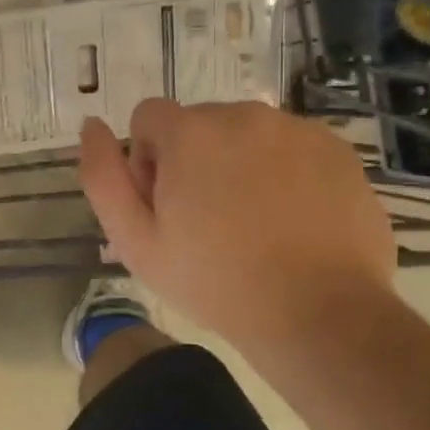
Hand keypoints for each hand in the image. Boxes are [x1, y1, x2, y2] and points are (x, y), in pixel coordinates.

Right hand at [78, 100, 395, 353]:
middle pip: (199, 124)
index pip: (148, 117)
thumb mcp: (135, 240)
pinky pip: (291, 146)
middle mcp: (243, 115)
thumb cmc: (215, 281)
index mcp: (190, 132)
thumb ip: (102, 176)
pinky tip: (291, 219)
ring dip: (238, 163)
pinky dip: (283, 171)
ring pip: (246, 134)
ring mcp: (296, 129)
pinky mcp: (337, 149)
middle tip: (208, 220)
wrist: (318, 314)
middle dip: (193, 160)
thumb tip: (92, 125)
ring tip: (253, 222)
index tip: (166, 206)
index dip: (146, 160)